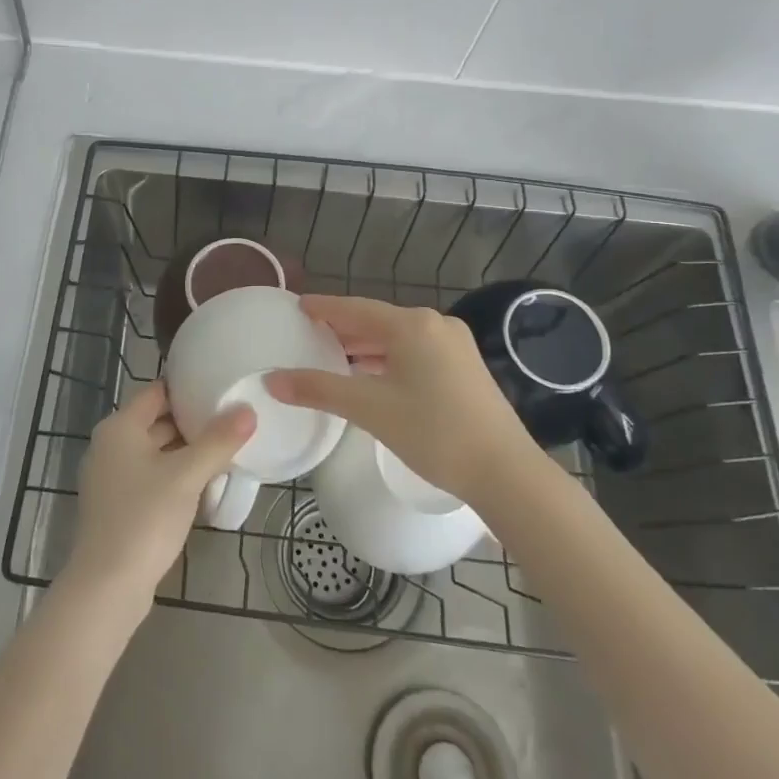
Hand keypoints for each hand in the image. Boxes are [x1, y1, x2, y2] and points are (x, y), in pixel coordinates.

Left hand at [65, 381, 254, 610]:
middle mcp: (110, 446)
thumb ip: (218, 441)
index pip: (156, 392)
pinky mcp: (118, 506)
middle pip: (156, 421)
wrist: (108, 586)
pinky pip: (151, 477)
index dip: (187, 388)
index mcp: (119, 428)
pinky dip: (175, 475)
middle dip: (192, 421)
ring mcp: (111, 478)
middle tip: (232, 418)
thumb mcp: (187, 476)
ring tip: (226, 448)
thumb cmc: (144, 518)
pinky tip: (204, 483)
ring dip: (186, 451)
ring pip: (155, 451)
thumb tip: (248, 410)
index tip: (221, 387)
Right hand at [265, 295, 531, 503]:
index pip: (355, 308)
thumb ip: (319, 389)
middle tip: (308, 333)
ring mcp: (455, 346)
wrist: (506, 473)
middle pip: (376, 321)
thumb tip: (272, 380)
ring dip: (365, 347)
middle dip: (342, 328)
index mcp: (412, 325)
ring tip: (332, 356)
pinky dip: (387, 360)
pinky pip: (414, 353)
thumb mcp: (370, 409)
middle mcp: (435, 326)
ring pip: (397, 339)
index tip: (297, 306)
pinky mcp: (465, 368)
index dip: (323, 307)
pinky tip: (371, 376)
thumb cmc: (435, 433)